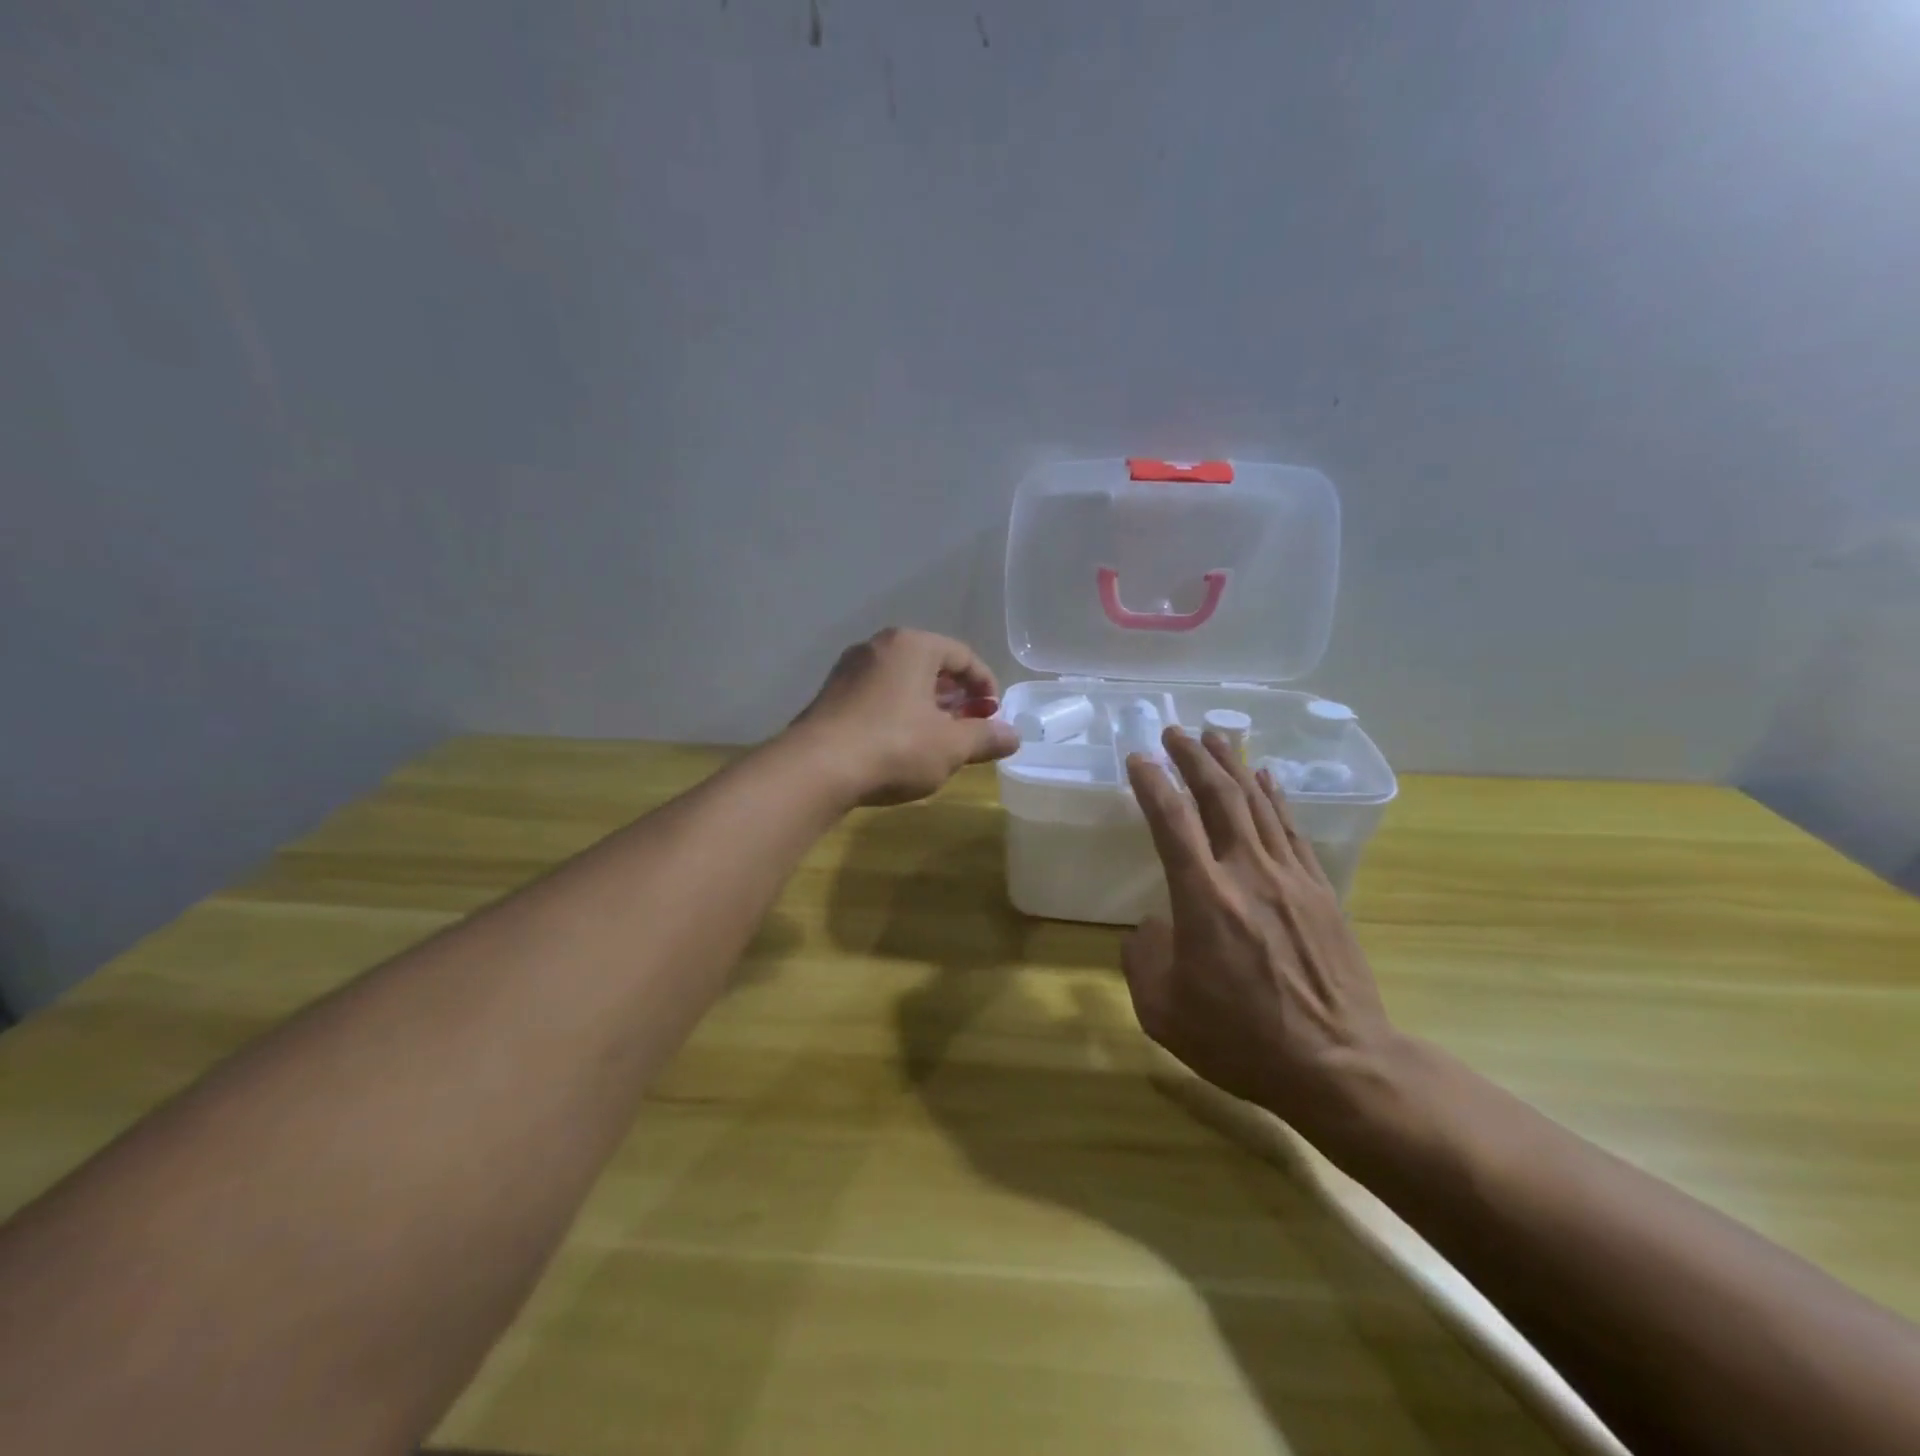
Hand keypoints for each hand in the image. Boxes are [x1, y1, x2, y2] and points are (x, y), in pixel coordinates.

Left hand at [789, 628, 1019, 805]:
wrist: (816, 769)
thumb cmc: (894, 747)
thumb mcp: (950, 747)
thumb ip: (985, 738)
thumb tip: (1014, 736)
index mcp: (913, 645)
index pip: (962, 655)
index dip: (985, 684)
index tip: (993, 714)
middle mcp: (878, 647)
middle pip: (930, 665)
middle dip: (955, 696)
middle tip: (969, 725)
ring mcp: (849, 669)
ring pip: (901, 681)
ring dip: (926, 705)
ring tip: (938, 738)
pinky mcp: (830, 695)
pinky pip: (877, 695)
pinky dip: (898, 712)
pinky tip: (901, 744)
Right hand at [1121, 727, 1401, 1123]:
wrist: (1339, 1066)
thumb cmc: (1242, 1040)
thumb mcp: (1163, 1012)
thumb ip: (1143, 958)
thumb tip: (1153, 926)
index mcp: (1204, 898)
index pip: (1171, 821)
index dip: (1152, 783)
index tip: (1137, 758)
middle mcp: (1247, 873)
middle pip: (1219, 797)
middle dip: (1193, 758)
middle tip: (1174, 731)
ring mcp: (1291, 878)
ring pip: (1258, 804)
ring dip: (1233, 765)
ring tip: (1215, 737)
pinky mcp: (1322, 891)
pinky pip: (1293, 830)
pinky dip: (1275, 797)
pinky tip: (1267, 778)